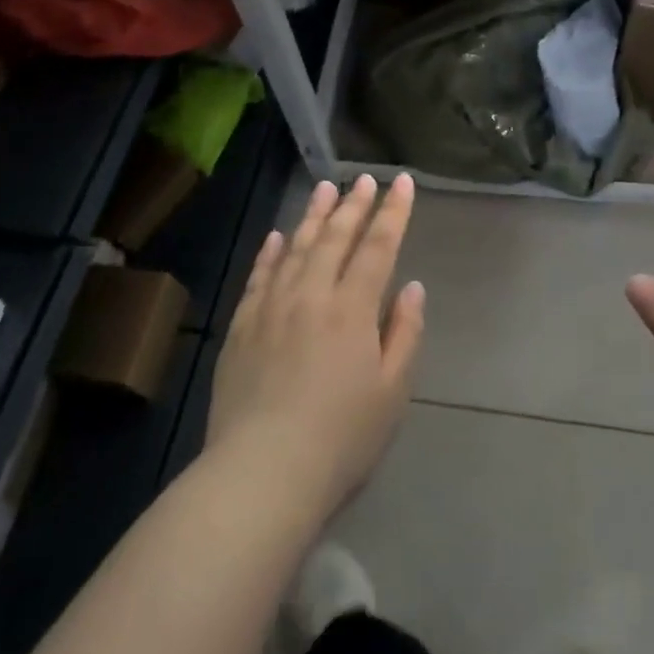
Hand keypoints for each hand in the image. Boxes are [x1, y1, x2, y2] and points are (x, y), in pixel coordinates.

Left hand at [206, 174, 425, 518]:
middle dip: (354, 205)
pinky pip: (257, 278)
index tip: (402, 183)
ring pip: (294, 249)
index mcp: (352, 310)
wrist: (262, 475)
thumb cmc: (341, 439)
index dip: (393, 213)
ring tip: (325, 189)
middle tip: (365, 178)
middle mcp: (311, 296)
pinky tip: (275, 237)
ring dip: (313, 217)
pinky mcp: (240, 329)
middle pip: (335, 239)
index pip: (378, 248)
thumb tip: (412, 288)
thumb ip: (404, 333)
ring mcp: (270, 309)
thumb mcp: (392, 392)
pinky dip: (269, 253)